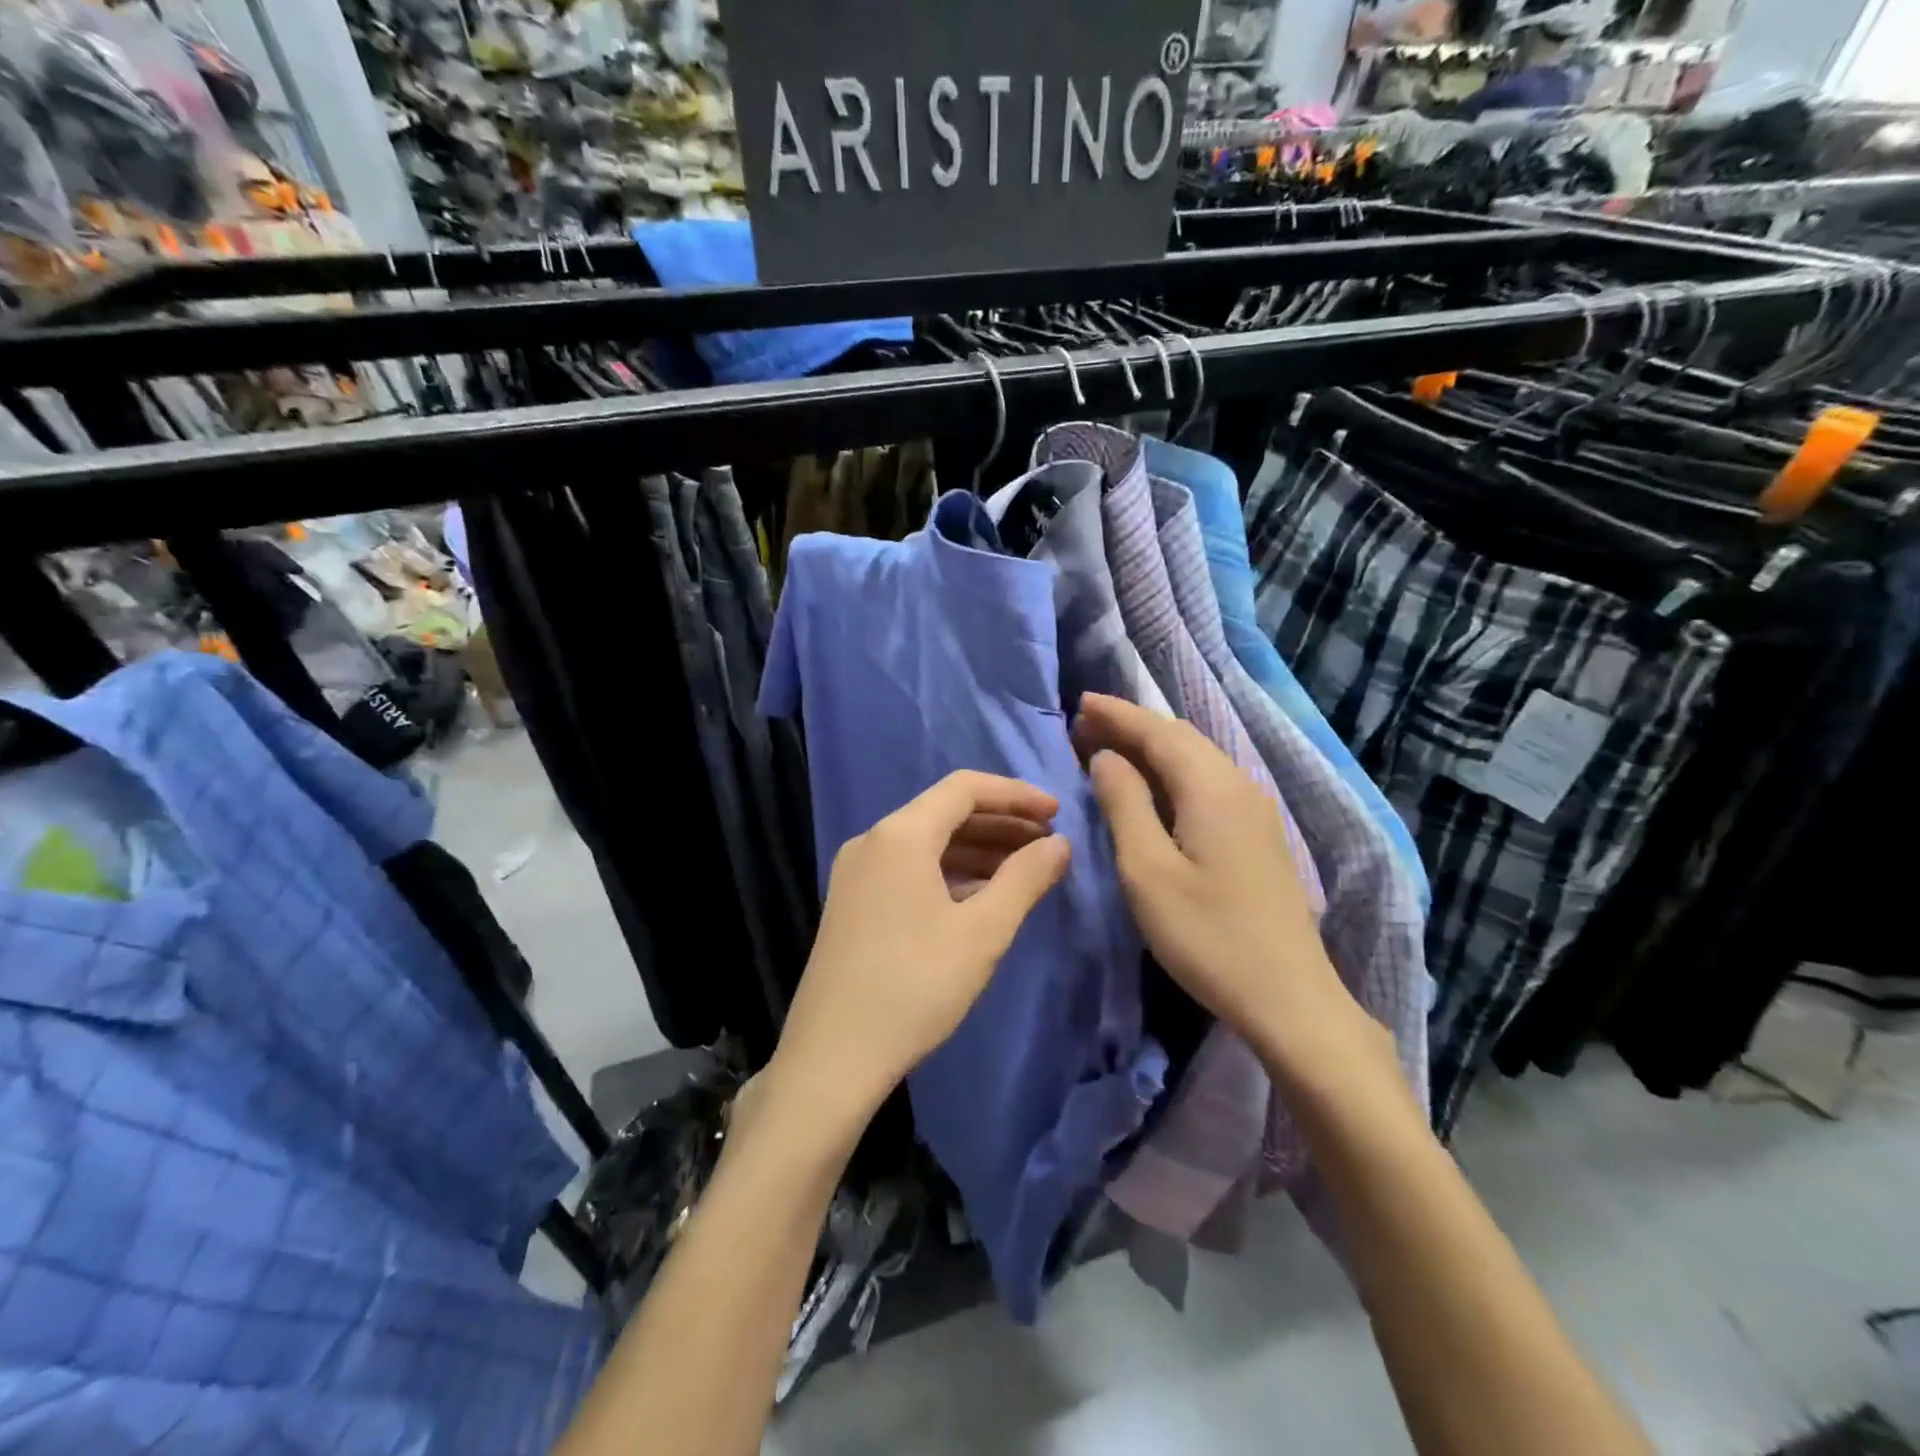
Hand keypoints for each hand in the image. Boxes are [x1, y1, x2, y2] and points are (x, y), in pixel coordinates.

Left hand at [770, 771, 1070, 1130]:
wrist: (833, 1057)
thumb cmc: (915, 986)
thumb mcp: (982, 932)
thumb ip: (1025, 879)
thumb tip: (1060, 844)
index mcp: (900, 835)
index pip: (965, 788)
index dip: (1016, 795)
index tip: (1056, 814)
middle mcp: (873, 841)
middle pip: (945, 813)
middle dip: (1001, 823)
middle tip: (1048, 845)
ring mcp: (857, 873)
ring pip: (927, 843)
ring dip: (978, 849)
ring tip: (1024, 870)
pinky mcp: (853, 903)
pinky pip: (910, 869)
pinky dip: (950, 873)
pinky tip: (980, 896)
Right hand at [1074, 693, 1376, 1080]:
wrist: (1288, 996)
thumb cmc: (1207, 935)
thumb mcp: (1147, 870)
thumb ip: (1124, 804)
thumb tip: (1105, 757)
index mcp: (1211, 788)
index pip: (1158, 732)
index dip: (1117, 715)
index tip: (1079, 703)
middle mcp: (1239, 785)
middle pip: (1181, 738)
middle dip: (1133, 726)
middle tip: (1086, 725)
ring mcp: (1255, 810)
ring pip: (1198, 758)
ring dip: (1153, 747)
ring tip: (1112, 749)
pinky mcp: (1258, 835)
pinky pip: (1209, 781)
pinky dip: (1173, 772)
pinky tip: (1154, 788)